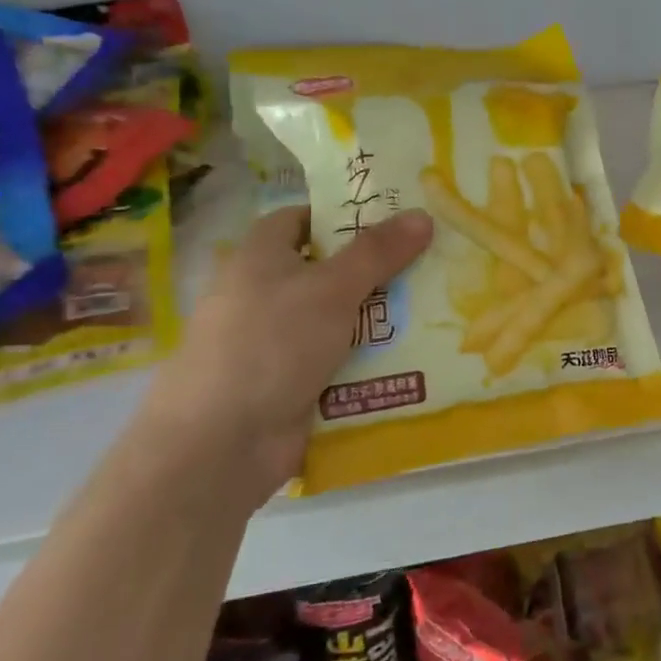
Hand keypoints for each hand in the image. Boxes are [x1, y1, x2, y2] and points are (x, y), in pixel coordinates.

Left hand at [145, 205, 432, 504]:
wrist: (220, 446)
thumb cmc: (270, 345)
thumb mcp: (330, 289)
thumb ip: (377, 252)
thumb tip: (422, 214)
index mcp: (259, 259)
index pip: (301, 220)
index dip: (343, 215)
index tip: (394, 219)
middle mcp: (266, 296)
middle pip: (330, 271)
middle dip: (379, 270)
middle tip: (434, 262)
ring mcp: (280, 344)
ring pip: (342, 319)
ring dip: (384, 318)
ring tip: (440, 307)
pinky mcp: (295, 385)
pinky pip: (343, 361)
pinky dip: (374, 359)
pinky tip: (419, 355)